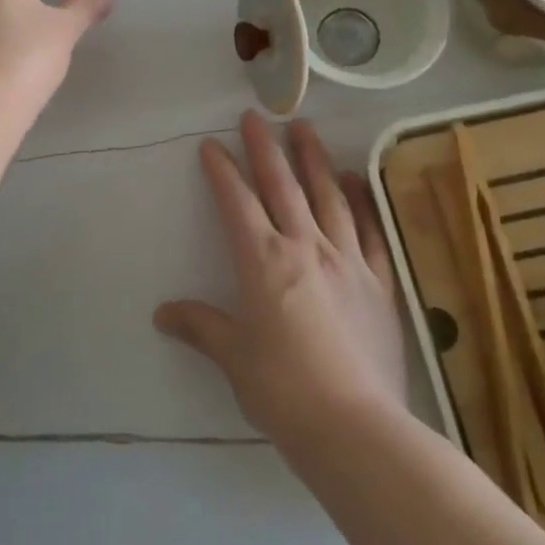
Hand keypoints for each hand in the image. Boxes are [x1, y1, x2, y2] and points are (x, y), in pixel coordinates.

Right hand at [156, 112, 407, 447]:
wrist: (354, 428)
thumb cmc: (283, 390)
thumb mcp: (234, 358)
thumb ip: (201, 327)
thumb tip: (163, 313)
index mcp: (263, 262)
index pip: (237, 202)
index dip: (221, 171)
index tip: (211, 144)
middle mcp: (305, 248)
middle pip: (282, 186)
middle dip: (265, 148)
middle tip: (255, 116)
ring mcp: (347, 262)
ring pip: (328, 196)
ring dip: (313, 159)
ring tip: (305, 129)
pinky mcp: (380, 283)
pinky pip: (370, 231)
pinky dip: (362, 201)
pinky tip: (355, 180)